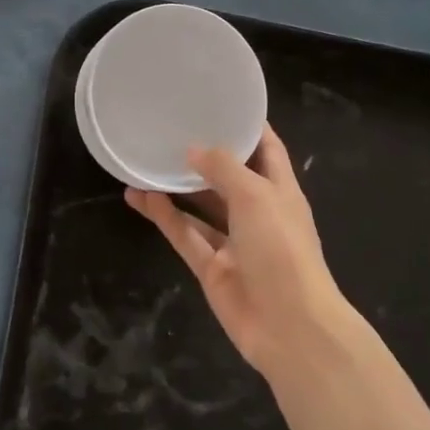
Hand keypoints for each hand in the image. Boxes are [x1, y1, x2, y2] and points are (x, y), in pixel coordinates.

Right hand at [126, 124, 351, 377]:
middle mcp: (257, 213)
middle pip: (228, 177)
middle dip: (204, 156)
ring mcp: (234, 243)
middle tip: (170, 130)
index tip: (219, 102)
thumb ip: (223, 169)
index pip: (266, 149)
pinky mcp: (211, 268)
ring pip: (200, 207)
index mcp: (280, 191)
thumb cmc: (282, 249)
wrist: (290, 327)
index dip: (247, 126)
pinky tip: (140, 197)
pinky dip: (164, 217)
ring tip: (145, 161)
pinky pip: (184, 235)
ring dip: (176, 187)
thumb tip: (192, 150)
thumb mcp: (256, 196)